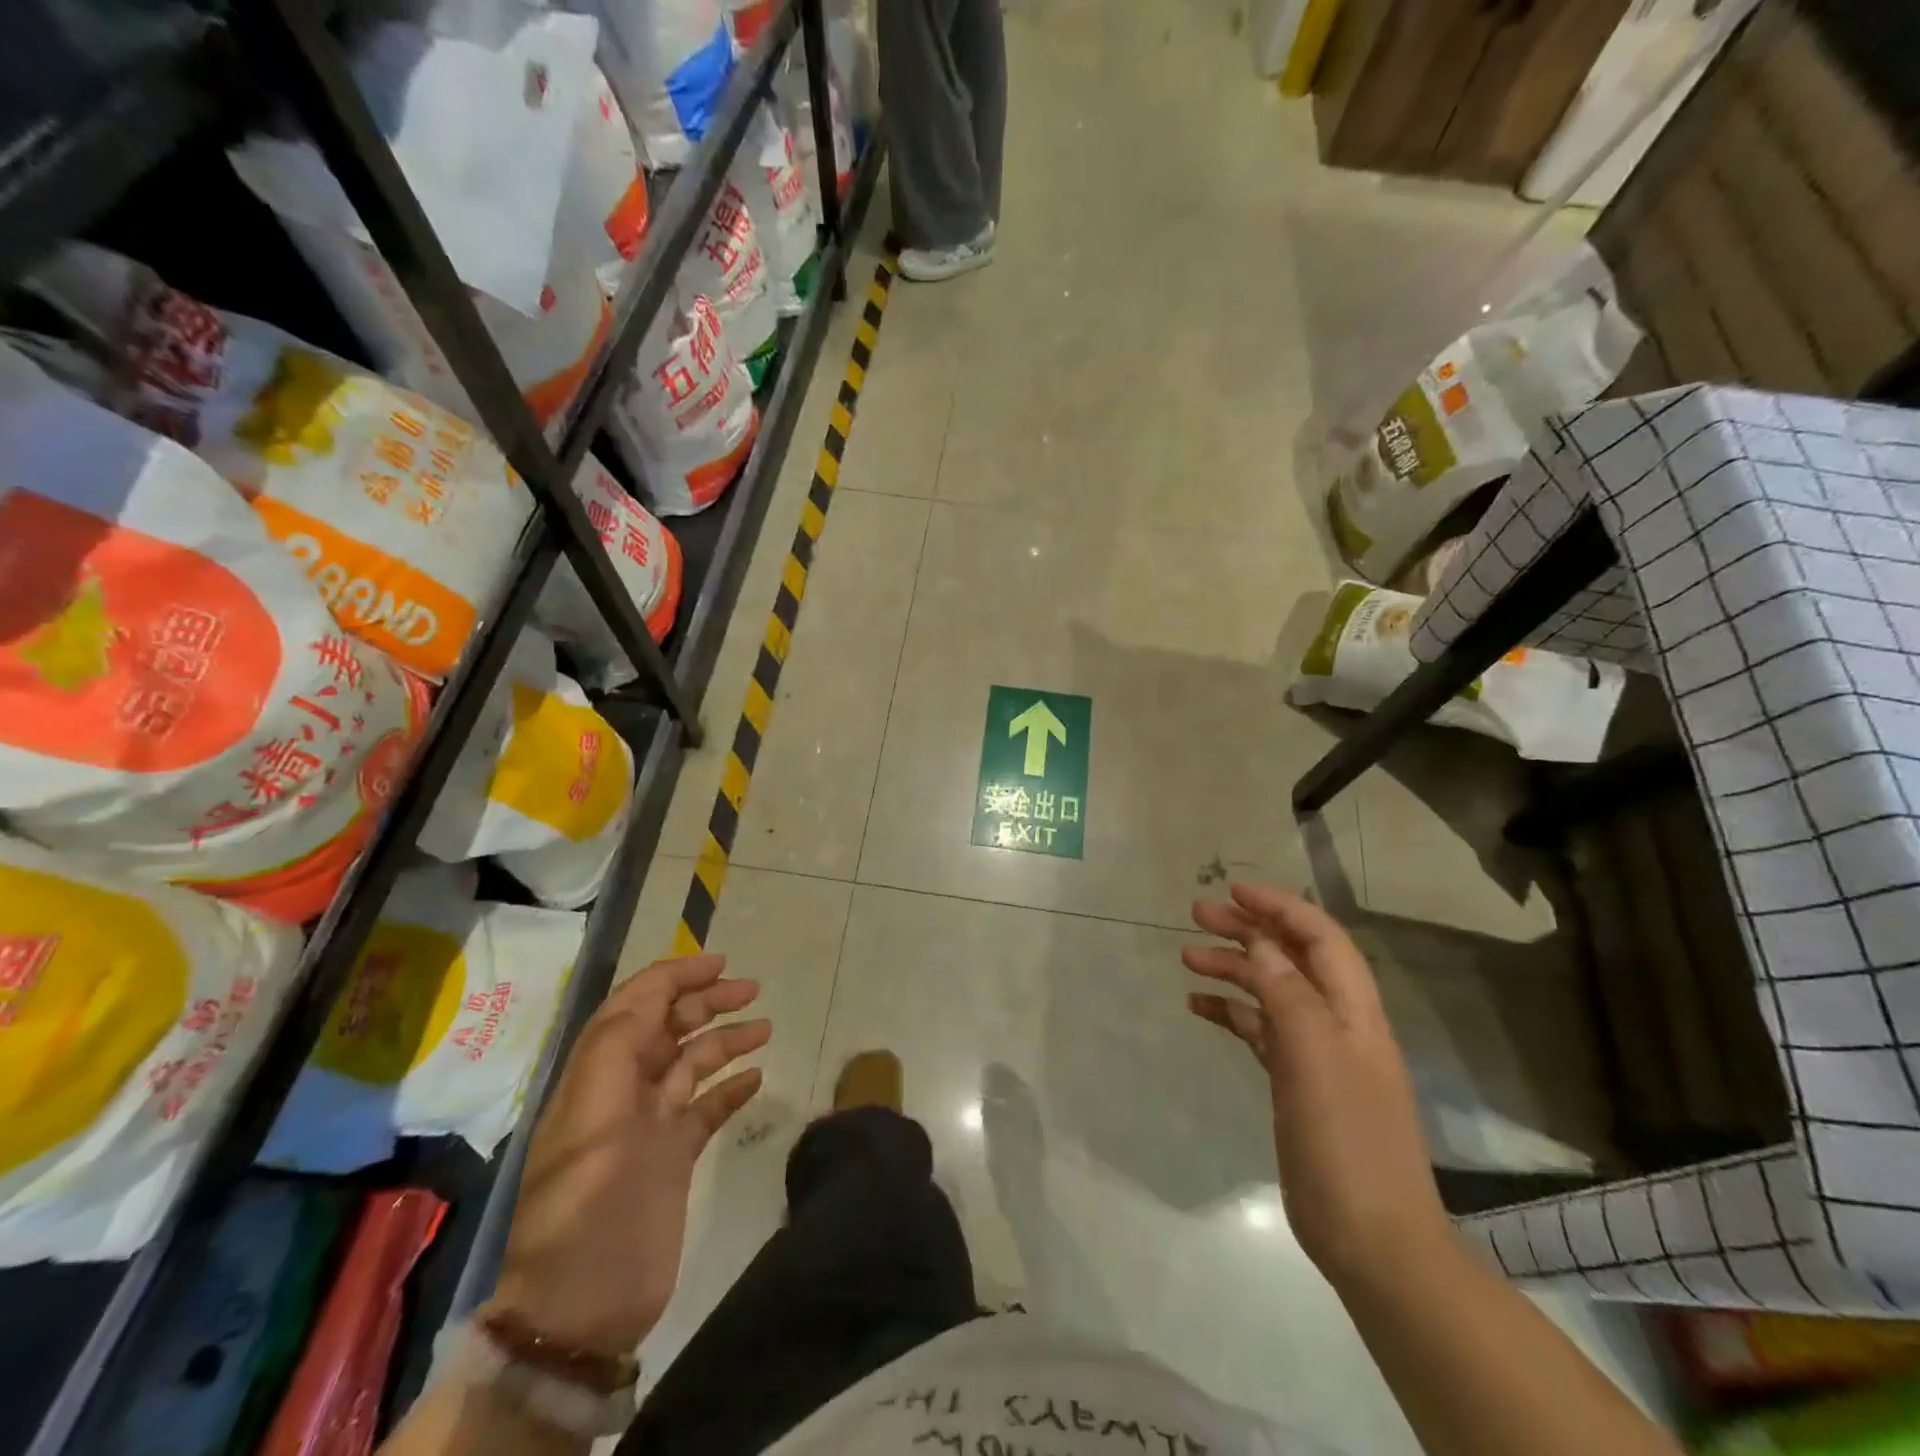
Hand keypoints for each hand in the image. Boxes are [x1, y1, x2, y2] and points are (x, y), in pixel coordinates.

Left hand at [488, 954, 769, 1355]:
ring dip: (726, 1040)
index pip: (636, 1005)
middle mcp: (625, 1091)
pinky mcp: (674, 1158)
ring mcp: (651, 1125)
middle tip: (752, 990)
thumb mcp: (592, 1115)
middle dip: (707, 1001)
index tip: (720, 963)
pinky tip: (757, 1080)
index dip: (675, 976)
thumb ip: (618, 1047)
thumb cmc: (584, 1203)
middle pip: (668, 1028)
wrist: (581, 1306)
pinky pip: (707, 1108)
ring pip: (693, 1064)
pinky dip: (731, 1089)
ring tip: (765, 1029)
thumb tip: (659, 993)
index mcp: (598, 1074)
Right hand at [1183, 884, 1449, 1284]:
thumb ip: (1288, 994)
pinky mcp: (1295, 1083)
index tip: (1232, 892)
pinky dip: (1230, 1011)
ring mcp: (1315, 1054)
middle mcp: (1335, 1022)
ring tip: (1187, 957)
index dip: (1279, 907)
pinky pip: (1258, 1030)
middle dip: (1247, 930)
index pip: (1319, 937)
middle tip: (1195, 915)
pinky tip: (1199, 1007)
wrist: (1373, 1238)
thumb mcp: (1316, 1058)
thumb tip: (1261, 943)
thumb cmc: (1347, 1140)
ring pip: (1270, 991)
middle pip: (1290, 957)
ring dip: (1233, 968)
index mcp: (1352, 1010)